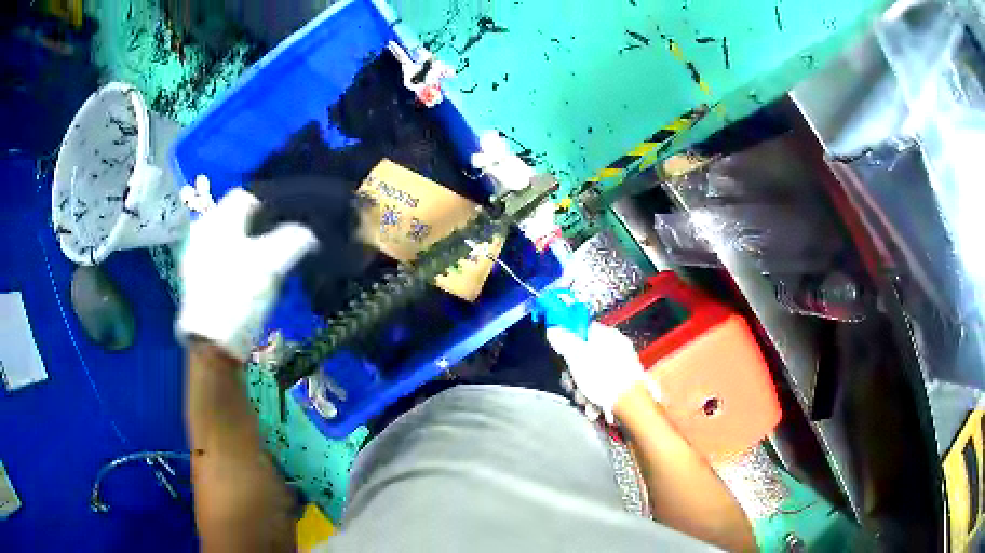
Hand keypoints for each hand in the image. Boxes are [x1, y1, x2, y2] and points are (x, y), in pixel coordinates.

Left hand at [176, 188, 317, 360]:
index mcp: (218, 220)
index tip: (287, 222)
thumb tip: (309, 233)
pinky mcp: (194, 279)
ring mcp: (194, 256)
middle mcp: (202, 231)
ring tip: (264, 264)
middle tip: (278, 243)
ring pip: (226, 239)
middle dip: (258, 227)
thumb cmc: (240, 295)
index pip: (246, 196)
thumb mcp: (273, 264)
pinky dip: (233, 261)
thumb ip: (294, 240)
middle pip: (235, 218)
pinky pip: (217, 257)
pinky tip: (245, 281)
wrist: (212, 343)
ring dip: (245, 245)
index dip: (269, 206)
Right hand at [545, 322, 658, 421]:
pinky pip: (600, 387)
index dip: (568, 341)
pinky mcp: (621, 385)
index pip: (583, 330)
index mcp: (608, 336)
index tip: (560, 354)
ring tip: (585, 400)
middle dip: (574, 375)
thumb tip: (553, 330)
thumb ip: (564, 342)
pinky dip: (594, 398)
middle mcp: (616, 349)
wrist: (630, 407)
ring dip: (582, 390)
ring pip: (590, 375)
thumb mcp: (578, 357)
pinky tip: (593, 407)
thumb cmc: (605, 379)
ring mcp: (620, 368)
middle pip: (584, 356)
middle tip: (573, 384)